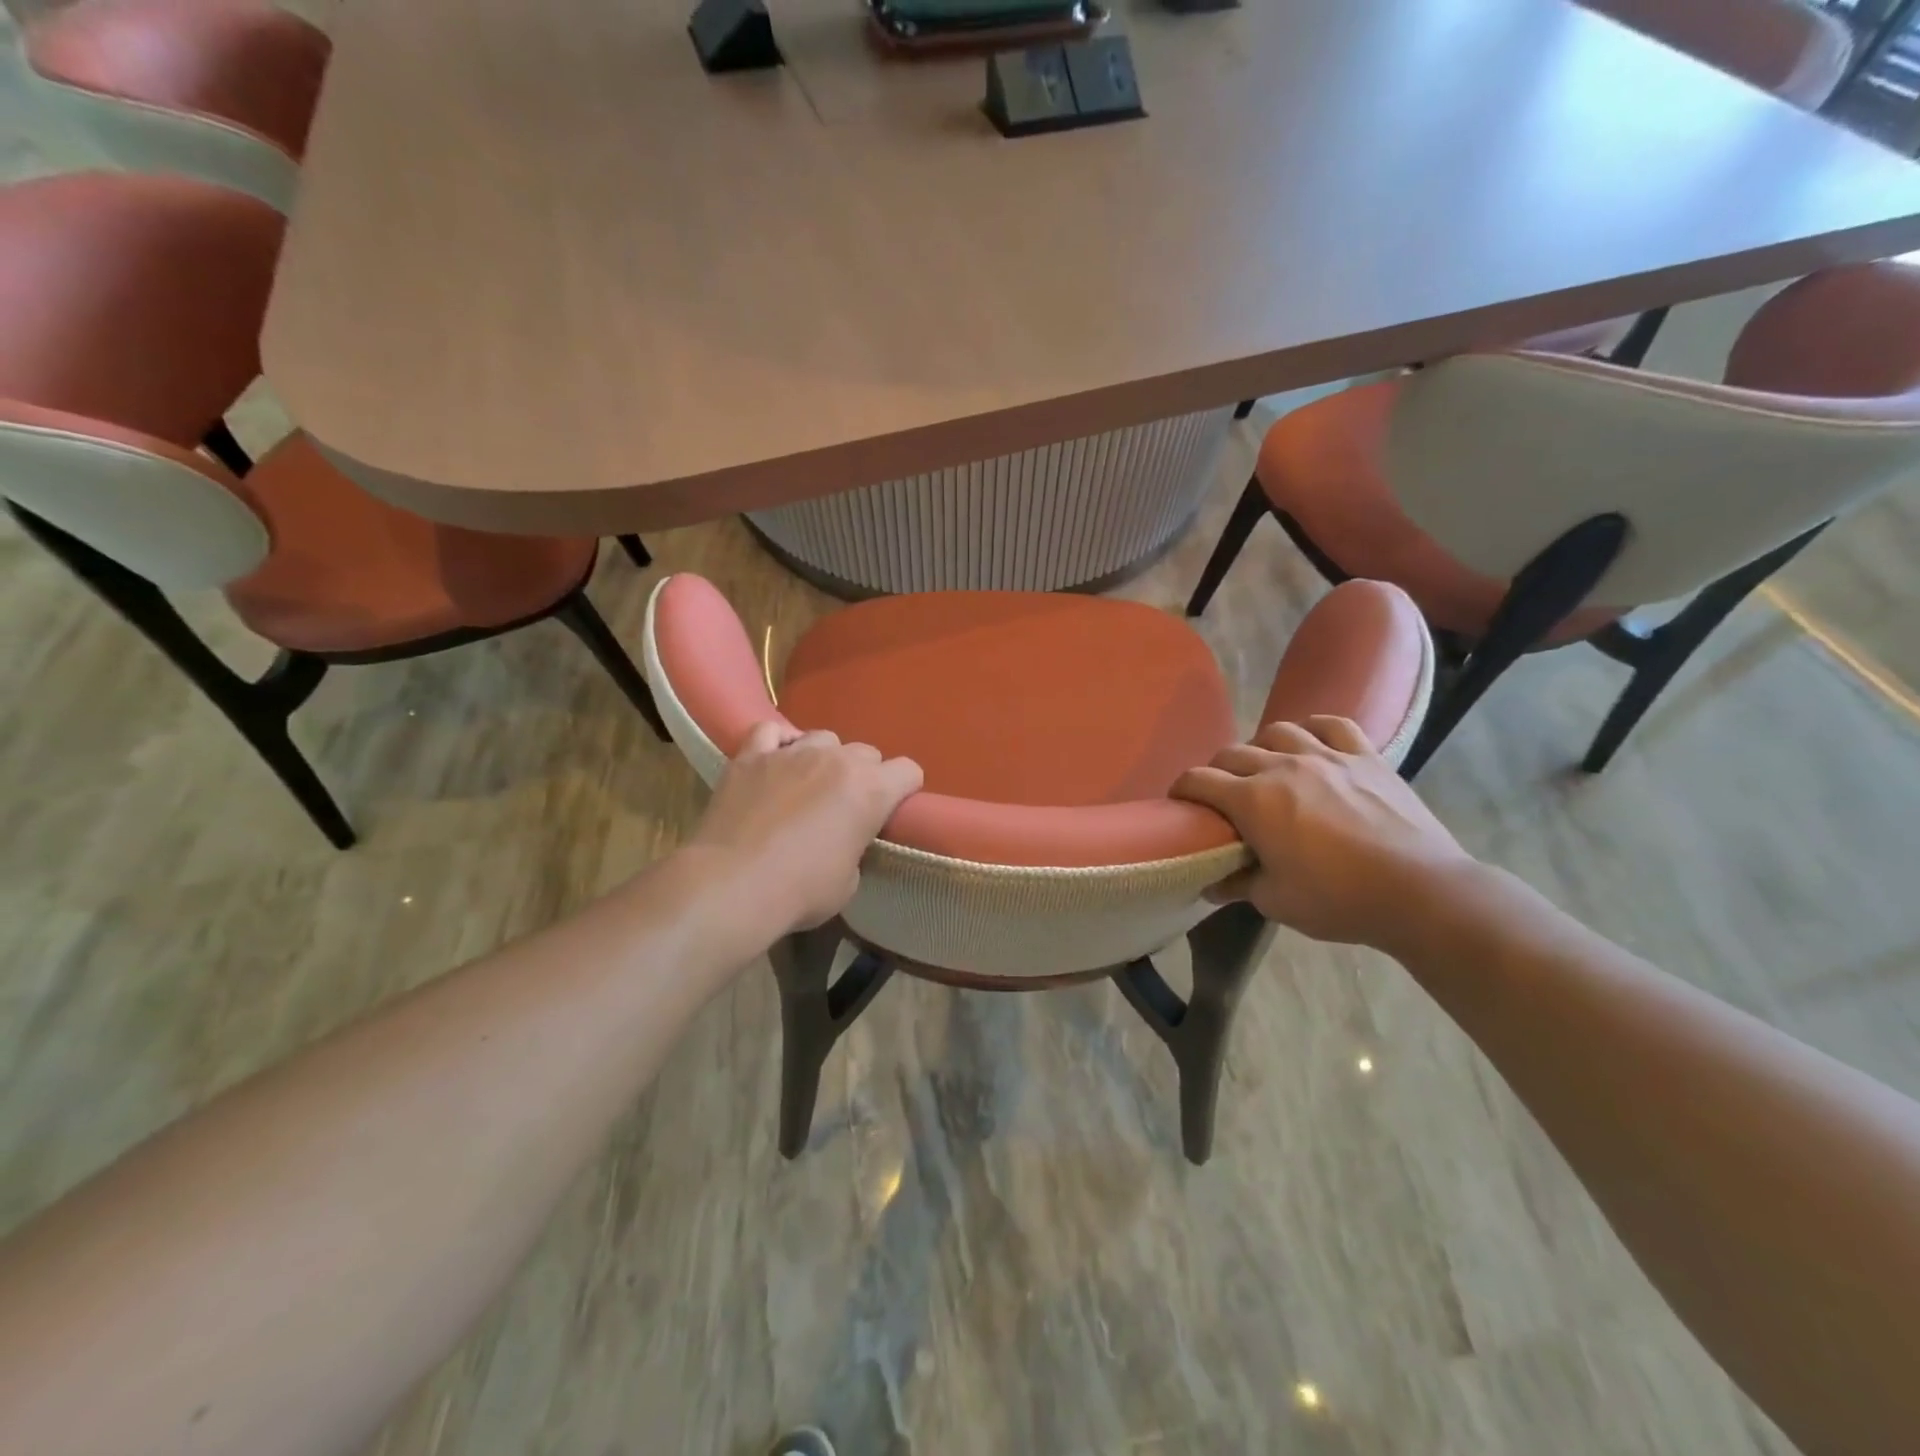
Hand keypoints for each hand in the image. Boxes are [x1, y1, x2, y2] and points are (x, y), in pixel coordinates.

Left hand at [687, 720, 923, 938]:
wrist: (732, 885)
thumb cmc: (800, 891)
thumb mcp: (848, 881)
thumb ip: (854, 847)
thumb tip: (841, 840)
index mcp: (871, 790)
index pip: (908, 771)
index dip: (904, 789)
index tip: (892, 809)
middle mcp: (837, 760)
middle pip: (866, 752)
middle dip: (863, 775)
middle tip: (846, 805)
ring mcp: (792, 752)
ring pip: (822, 737)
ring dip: (823, 757)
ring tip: (808, 783)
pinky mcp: (751, 756)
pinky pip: (770, 731)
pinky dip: (777, 743)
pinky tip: (774, 761)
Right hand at [1171, 716, 1473, 949]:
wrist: (1421, 892)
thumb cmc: (1339, 899)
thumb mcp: (1276, 902)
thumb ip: (1238, 885)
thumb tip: (1211, 883)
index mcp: (1253, 800)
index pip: (1199, 780)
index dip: (1182, 790)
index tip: (1180, 803)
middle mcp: (1282, 766)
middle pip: (1232, 753)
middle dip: (1216, 771)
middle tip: (1221, 796)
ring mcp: (1327, 756)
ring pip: (1278, 731)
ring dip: (1261, 746)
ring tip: (1266, 767)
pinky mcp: (1366, 757)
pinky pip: (1333, 725)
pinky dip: (1314, 728)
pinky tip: (1311, 742)